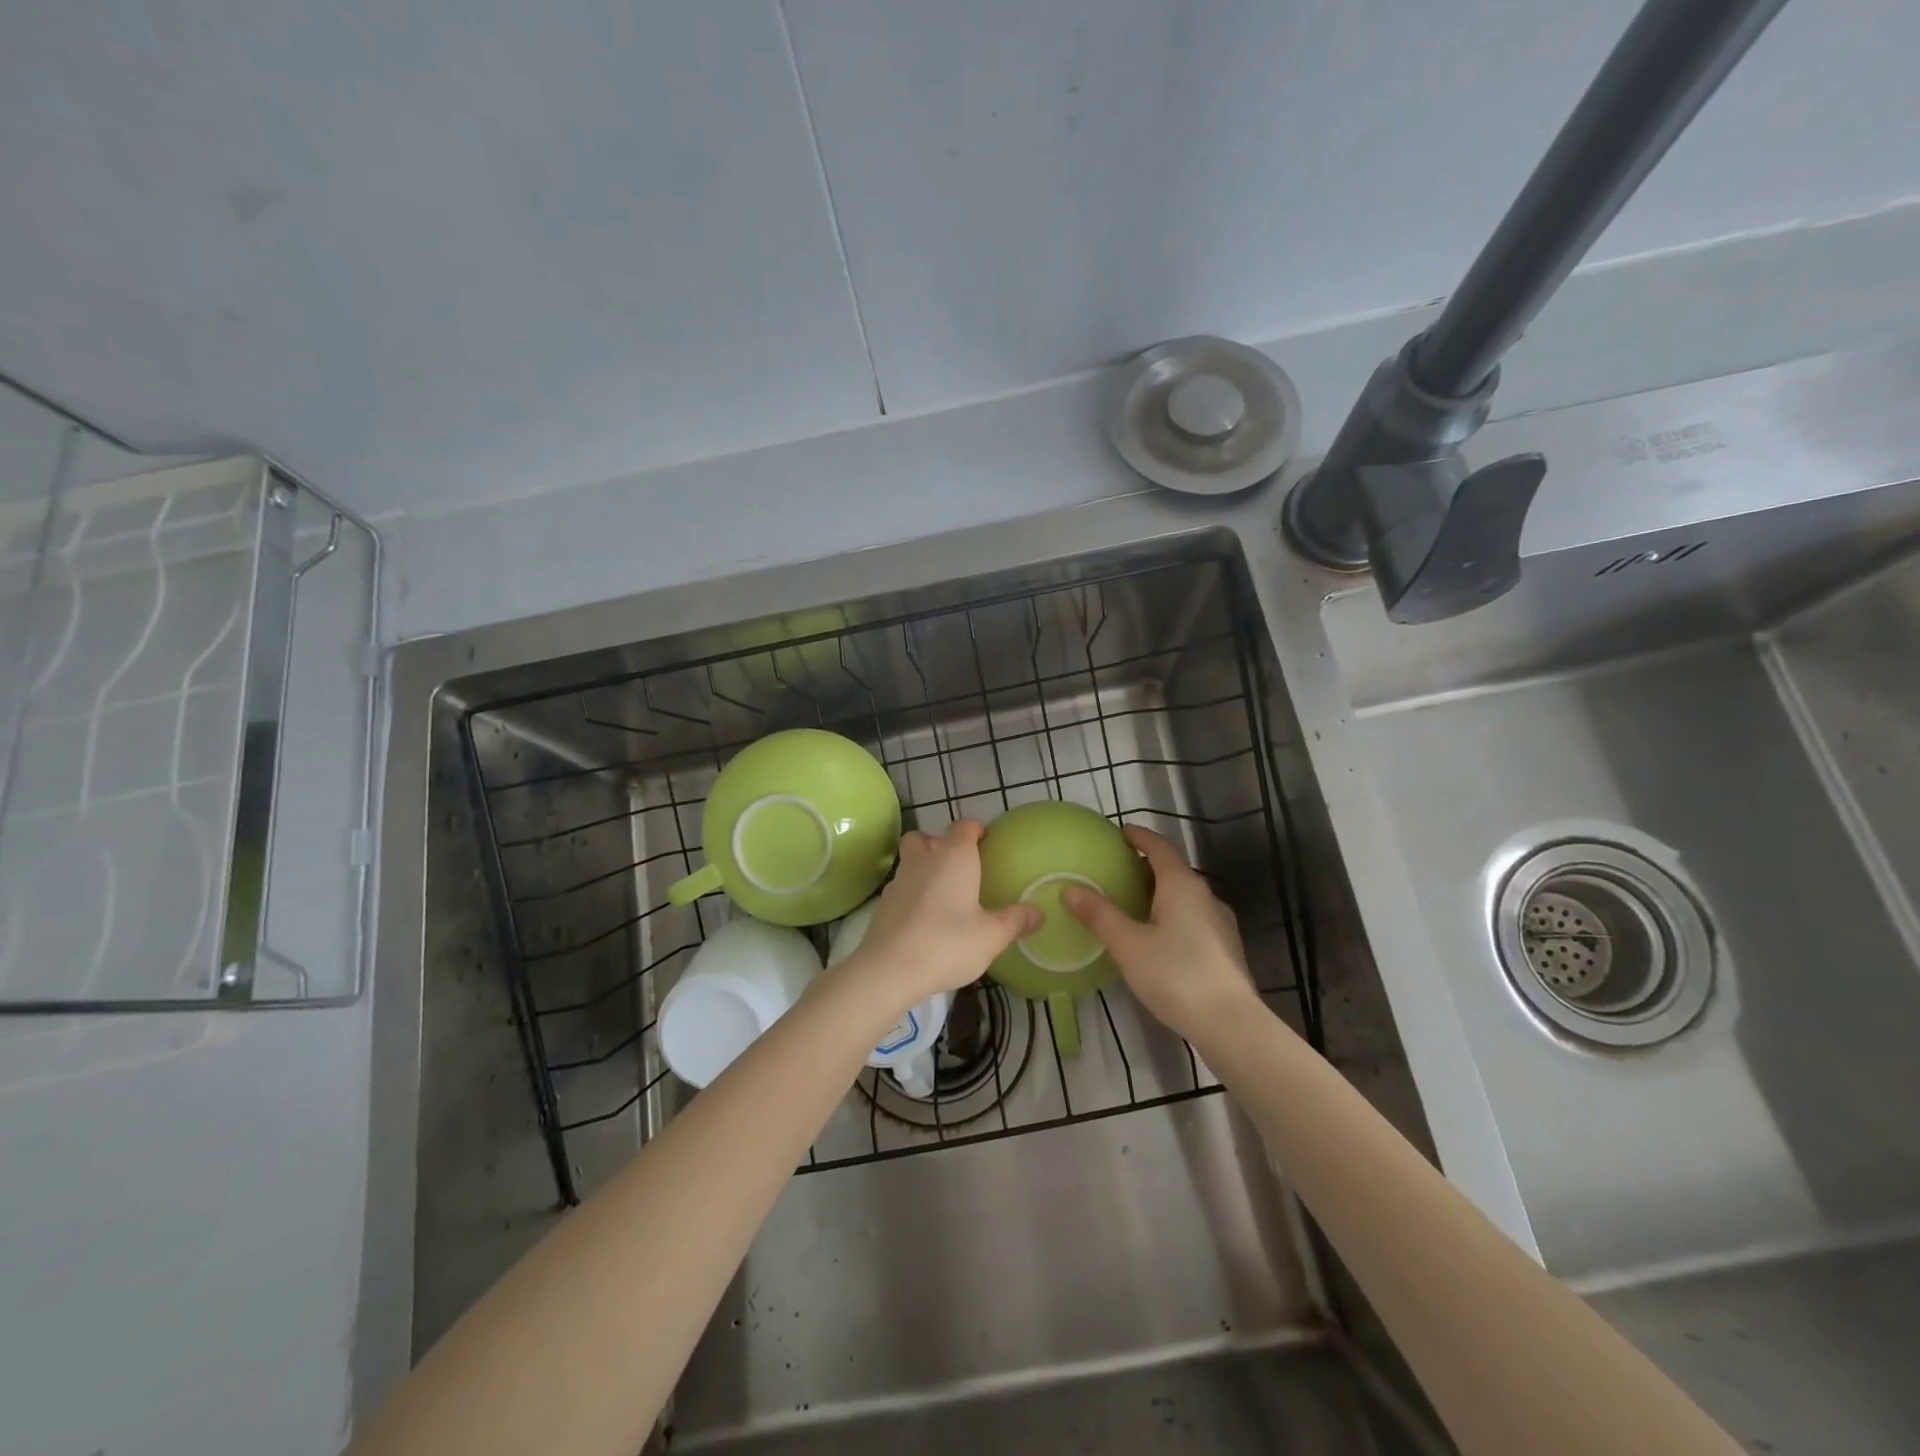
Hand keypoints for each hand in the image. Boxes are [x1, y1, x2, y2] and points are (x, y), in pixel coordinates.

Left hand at [832, 820, 1040, 1014]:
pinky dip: (912, 892)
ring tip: (942, 892)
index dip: (975, 829)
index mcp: (954, 857)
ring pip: (910, 860)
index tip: (985, 840)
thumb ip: (1015, 921)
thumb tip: (1038, 912)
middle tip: (958, 864)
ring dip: (923, 867)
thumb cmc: (947, 943)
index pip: (964, 827)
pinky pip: (902, 886)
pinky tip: (924, 916)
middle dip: (939, 842)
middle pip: (926, 837)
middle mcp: (924, 859)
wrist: (889, 969)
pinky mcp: (884, 903)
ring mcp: (899, 880)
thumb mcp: (991, 936)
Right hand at [1062, 825, 1257, 1044]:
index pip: (1158, 847)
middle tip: (1116, 871)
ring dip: (1159, 893)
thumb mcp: (1128, 945)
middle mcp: (1204, 896)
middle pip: (1173, 870)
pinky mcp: (1225, 948)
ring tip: (1132, 904)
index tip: (1120, 832)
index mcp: (1181, 885)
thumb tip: (1070, 889)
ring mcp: (1220, 922)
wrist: (1231, 1024)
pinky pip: (1193, 918)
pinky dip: (1172, 915)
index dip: (1139, 836)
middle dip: (1145, 866)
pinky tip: (1157, 937)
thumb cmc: (1176, 975)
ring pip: (1184, 896)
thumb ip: (1100, 915)